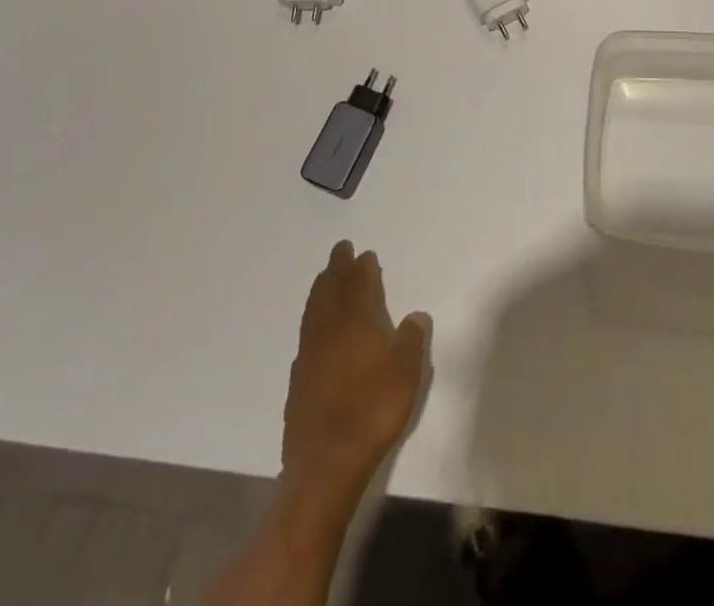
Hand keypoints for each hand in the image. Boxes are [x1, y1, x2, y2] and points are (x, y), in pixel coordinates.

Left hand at [281, 242, 429, 507]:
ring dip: (321, 289)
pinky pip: (306, 334)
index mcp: (356, 322)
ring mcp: (309, 355)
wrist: (326, 463)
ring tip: (325, 279)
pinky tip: (316, 328)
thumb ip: (411, 340)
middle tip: (340, 250)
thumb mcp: (406, 373)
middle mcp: (329, 330)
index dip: (363, 268)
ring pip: (314, 310)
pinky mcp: (298, 380)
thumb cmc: (372, 411)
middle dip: (336, 268)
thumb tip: (416, 315)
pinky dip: (312, 319)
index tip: (365, 254)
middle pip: (330, 290)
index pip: (359, 284)